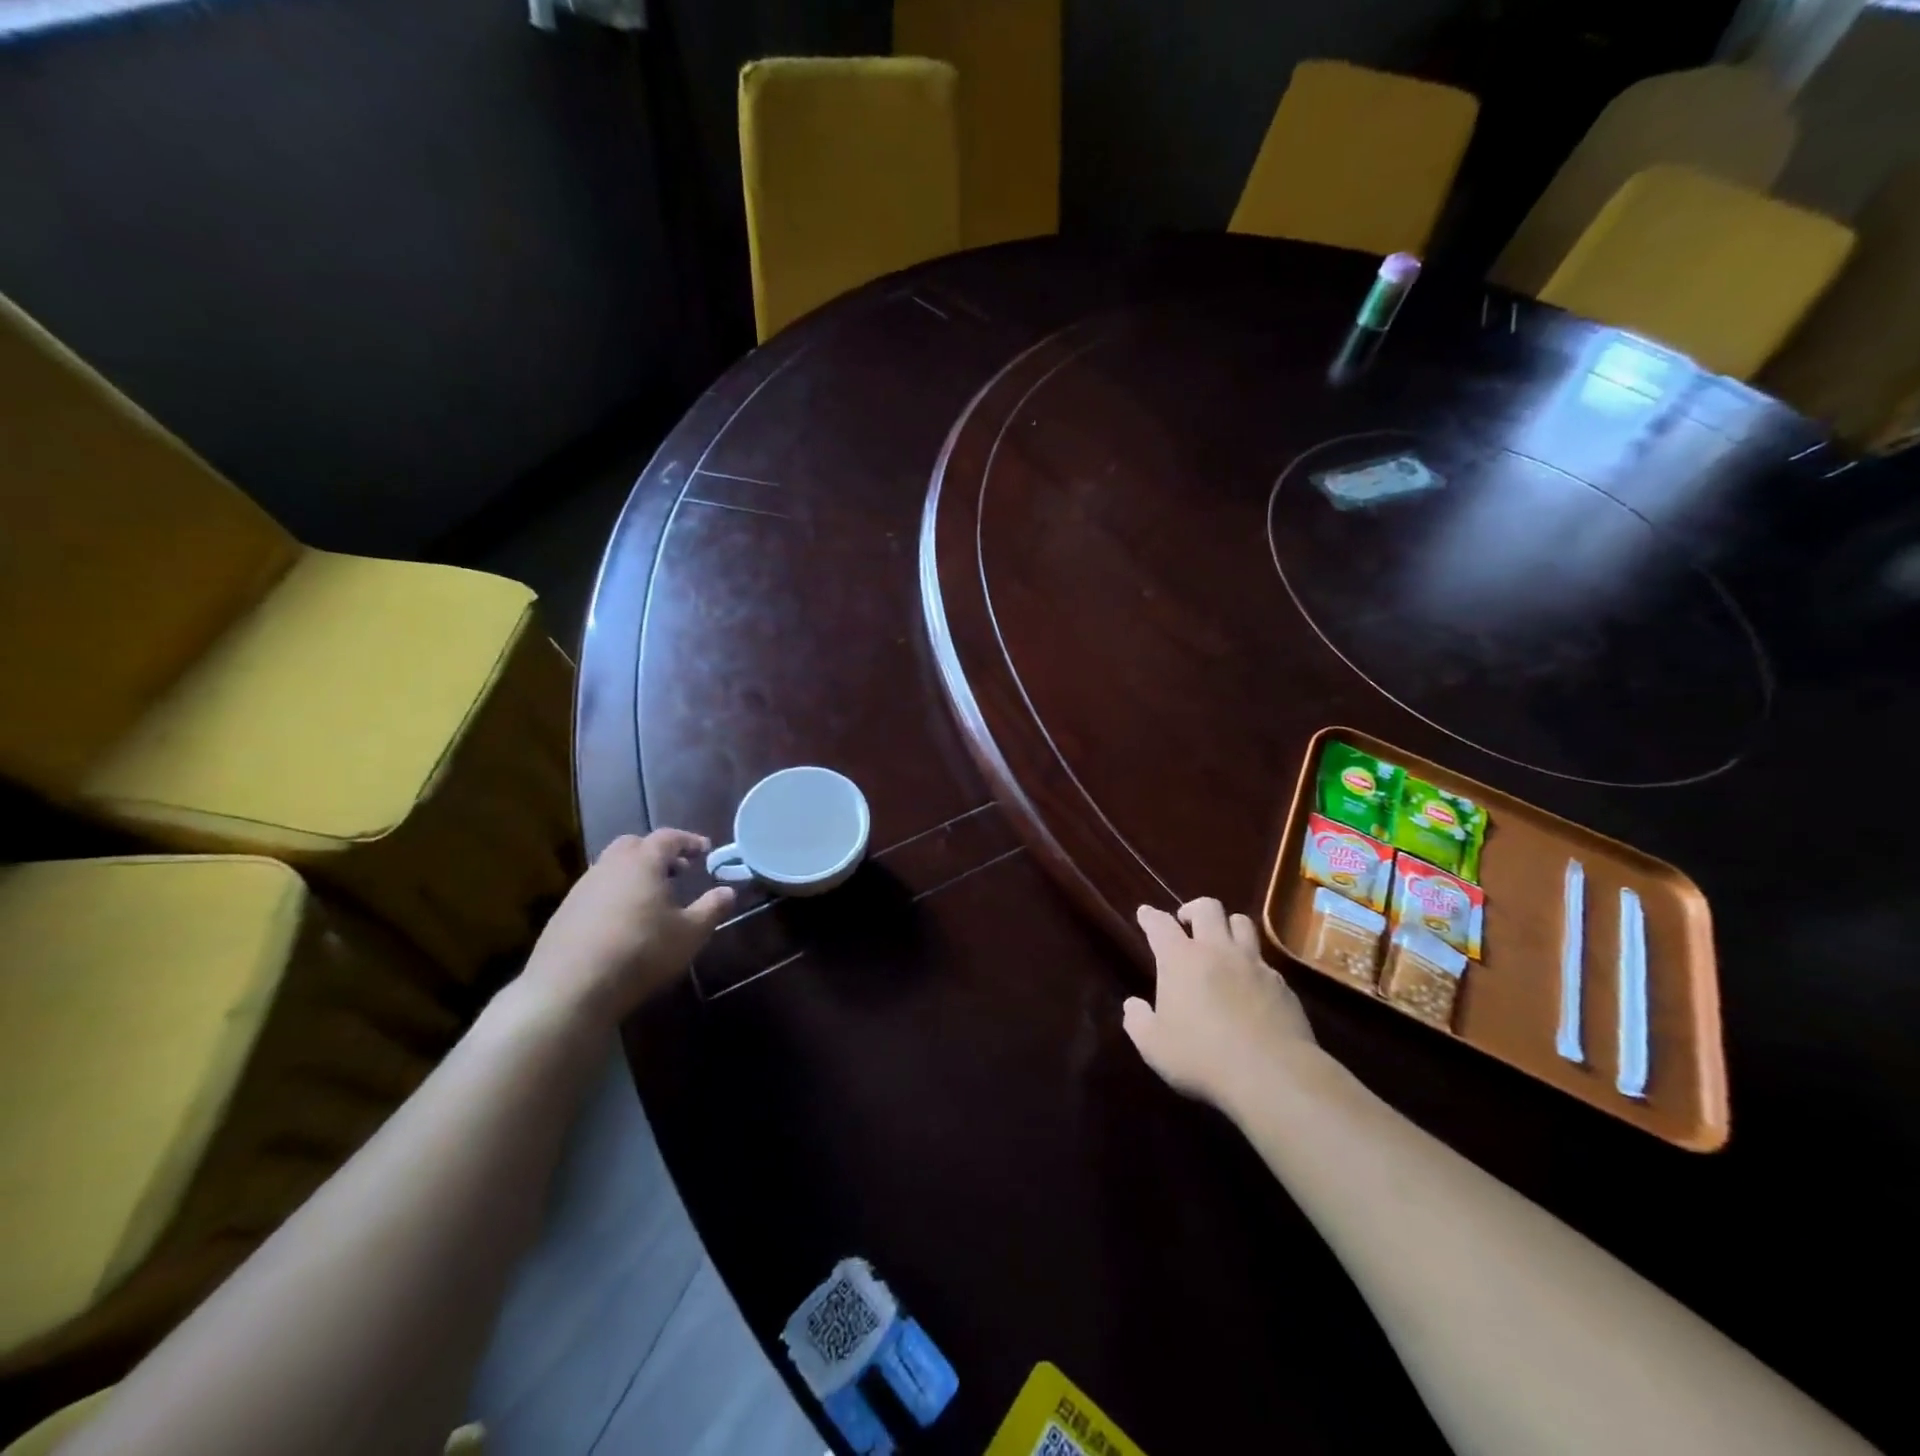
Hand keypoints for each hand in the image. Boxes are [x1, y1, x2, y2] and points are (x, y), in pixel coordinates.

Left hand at [520, 830, 734, 1026]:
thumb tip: (729, 891)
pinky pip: (596, 891)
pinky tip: (623, 922)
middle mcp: (609, 867)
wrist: (569, 989)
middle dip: (657, 853)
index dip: (689, 841)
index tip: (705, 850)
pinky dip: (615, 895)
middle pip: (634, 845)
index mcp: (642, 863)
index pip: (668, 838)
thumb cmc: (640, 952)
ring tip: (652, 898)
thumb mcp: (689, 934)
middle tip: (677, 871)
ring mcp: (582, 889)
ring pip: (611, 868)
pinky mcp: (564, 913)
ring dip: (634, 874)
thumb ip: (712, 908)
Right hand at [1123, 898, 1318, 1112]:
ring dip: (1228, 925)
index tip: (1145, 913)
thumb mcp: (1154, 1046)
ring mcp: (1253, 964)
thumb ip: (1138, 1021)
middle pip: (1207, 908)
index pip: (1160, 924)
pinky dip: (1253, 963)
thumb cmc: (1202, 1057)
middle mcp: (1217, 950)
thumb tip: (1133, 1005)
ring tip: (1221, 941)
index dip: (1150, 916)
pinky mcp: (1282, 984)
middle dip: (1193, 909)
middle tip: (1186, 922)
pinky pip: (1265, 960)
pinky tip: (1250, 983)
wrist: (1272, 1075)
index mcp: (1180, 959)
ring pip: (1242, 922)